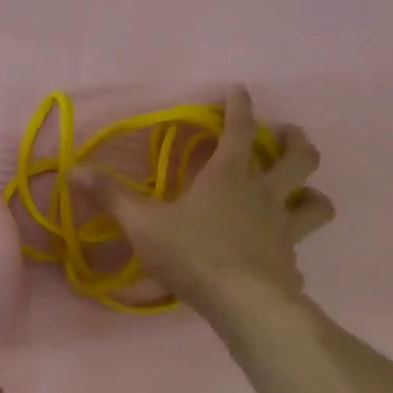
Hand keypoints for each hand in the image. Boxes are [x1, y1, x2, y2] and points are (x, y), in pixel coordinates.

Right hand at [89, 86, 334, 329]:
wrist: (241, 303)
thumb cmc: (191, 253)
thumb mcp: (142, 224)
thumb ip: (111, 197)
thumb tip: (74, 170)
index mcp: (229, 176)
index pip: (239, 129)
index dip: (239, 106)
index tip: (239, 89)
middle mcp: (265, 194)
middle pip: (299, 157)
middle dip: (295, 141)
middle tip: (286, 136)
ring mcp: (284, 227)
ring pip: (317, 201)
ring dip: (311, 192)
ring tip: (300, 192)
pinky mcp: (291, 260)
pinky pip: (300, 247)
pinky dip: (293, 246)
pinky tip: (280, 254)